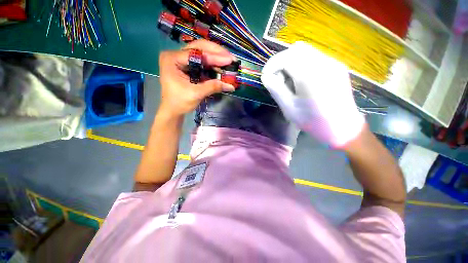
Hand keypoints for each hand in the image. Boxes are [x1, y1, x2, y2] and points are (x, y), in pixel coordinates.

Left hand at [158, 40, 236, 117]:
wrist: (173, 110)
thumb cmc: (179, 102)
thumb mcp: (196, 94)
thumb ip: (213, 87)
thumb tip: (231, 86)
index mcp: (172, 59)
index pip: (196, 54)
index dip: (215, 57)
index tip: (229, 60)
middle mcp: (176, 55)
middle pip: (199, 47)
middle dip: (216, 52)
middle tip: (230, 57)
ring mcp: (181, 59)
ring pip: (201, 52)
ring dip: (215, 56)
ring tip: (228, 60)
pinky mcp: (187, 65)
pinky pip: (201, 60)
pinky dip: (212, 63)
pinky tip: (221, 65)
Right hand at [261, 42, 364, 147]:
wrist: (343, 127)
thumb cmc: (313, 121)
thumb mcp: (289, 108)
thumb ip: (276, 89)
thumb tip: (266, 76)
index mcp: (310, 75)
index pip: (286, 57)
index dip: (272, 64)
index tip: (266, 76)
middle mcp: (323, 63)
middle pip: (296, 49)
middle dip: (281, 61)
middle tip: (277, 78)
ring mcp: (332, 63)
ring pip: (305, 51)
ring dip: (291, 61)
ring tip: (288, 80)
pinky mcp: (336, 66)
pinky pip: (314, 57)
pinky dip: (302, 63)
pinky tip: (301, 80)